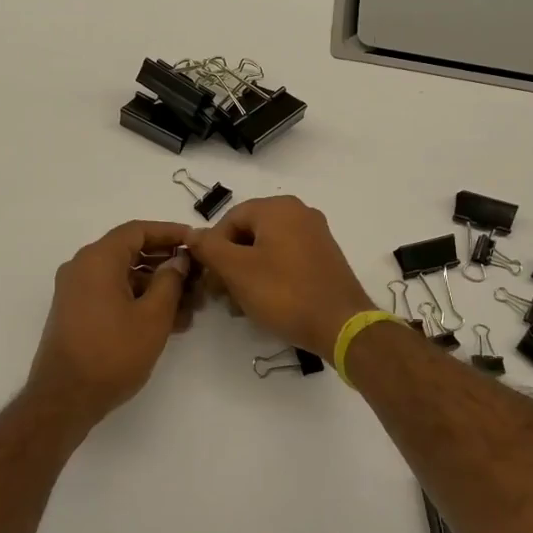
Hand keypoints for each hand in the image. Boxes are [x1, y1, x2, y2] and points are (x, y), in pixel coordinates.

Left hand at [27, 220, 194, 427]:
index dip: (170, 233)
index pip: (138, 230)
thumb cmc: (112, 353)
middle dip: (167, 264)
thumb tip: (177, 261)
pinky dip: (139, 301)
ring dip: (157, 287)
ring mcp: (77, 291)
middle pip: (131, 252)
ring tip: (190, 308)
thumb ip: (170, 281)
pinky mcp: (77, 313)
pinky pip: (113, 294)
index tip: (196, 241)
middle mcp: (83, 267)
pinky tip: (169, 322)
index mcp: (98, 259)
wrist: (64, 399)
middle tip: (198, 278)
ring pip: (124, 276)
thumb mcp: (152, 317)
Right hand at [187, 196, 373, 357]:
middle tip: (220, 295)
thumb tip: (192, 234)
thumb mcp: (237, 270)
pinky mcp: (324, 257)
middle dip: (229, 263)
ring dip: (247, 273)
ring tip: (240, 305)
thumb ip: (209, 248)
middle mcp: (299, 213)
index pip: (230, 220)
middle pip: (248, 233)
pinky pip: (286, 259)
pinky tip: (263, 302)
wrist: (340, 324)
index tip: (209, 280)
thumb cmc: (284, 293)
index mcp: (278, 208)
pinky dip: (269, 276)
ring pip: (266, 249)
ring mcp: (315, 235)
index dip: (212, 249)